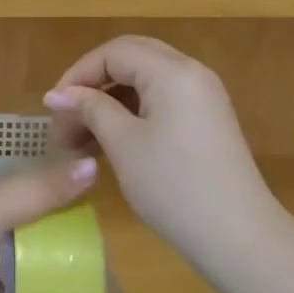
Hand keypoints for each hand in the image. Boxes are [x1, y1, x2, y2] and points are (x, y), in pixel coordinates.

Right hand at [44, 35, 278, 265]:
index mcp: (172, 70)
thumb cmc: (174, 187)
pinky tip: (113, 139)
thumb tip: (57, 94)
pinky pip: (163, 97)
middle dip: (94, 82)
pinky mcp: (208, 118)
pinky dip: (134, 110)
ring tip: (83, 134)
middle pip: (131, 58)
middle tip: (67, 114)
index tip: (53, 106)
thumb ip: (90, 109)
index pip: (113, 53)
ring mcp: (204, 95)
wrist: (240, 239)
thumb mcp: (123, 145)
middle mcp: (191, 71)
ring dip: (112, 98)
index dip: (78, 74)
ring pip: (146, 78)